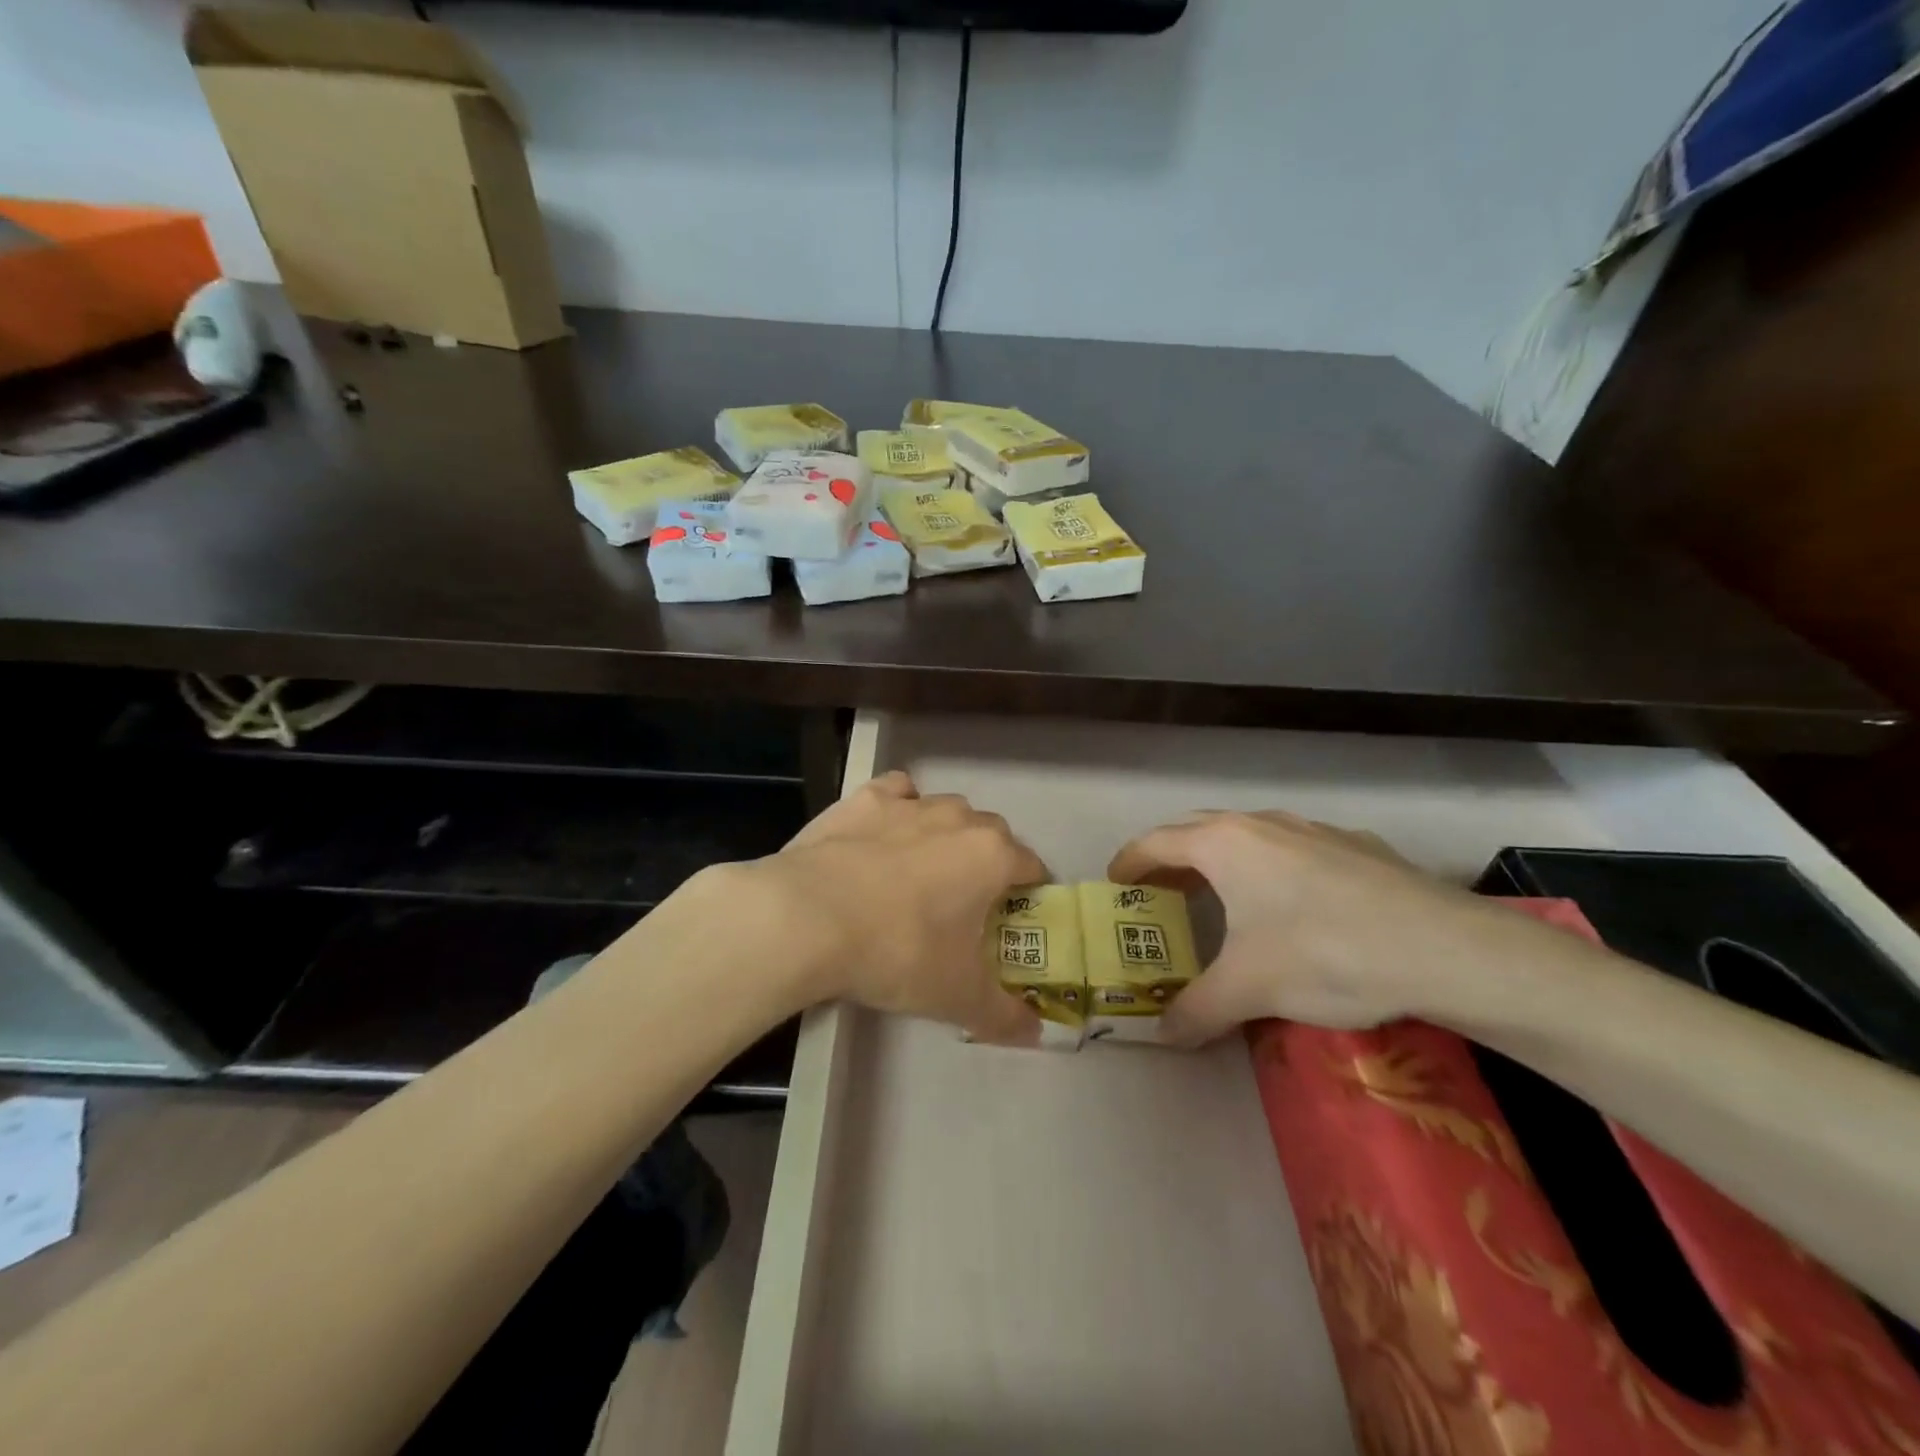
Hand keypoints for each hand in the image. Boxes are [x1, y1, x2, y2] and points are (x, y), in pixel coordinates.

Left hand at [736, 772, 1045, 1042]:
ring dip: (946, 835)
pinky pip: (898, 792)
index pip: (1032, 866)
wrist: (808, 917)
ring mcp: (910, 803)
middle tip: (965, 904)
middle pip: (992, 834)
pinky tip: (884, 834)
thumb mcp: (957, 997)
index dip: (1030, 893)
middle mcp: (958, 818)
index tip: (1014, 919)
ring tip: (919, 872)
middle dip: (988, 863)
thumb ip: (1004, 1015)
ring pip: (946, 810)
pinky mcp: (864, 798)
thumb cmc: (897, 953)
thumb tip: (1035, 1034)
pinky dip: (900, 808)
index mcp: (992, 857)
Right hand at [1108, 810, 1534, 1045]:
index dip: (1129, 862)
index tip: (1115, 885)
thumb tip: (1162, 1036)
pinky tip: (1295, 905)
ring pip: (1250, 836)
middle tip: (1161, 894)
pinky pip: (1295, 848)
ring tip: (1222, 897)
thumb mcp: (1249, 989)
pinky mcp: (1357, 845)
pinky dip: (1272, 867)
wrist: (1447, 949)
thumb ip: (1196, 1010)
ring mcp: (1314, 828)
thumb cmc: (1325, 954)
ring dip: (1223, 861)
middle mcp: (1262, 823)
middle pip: (1198, 831)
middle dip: (1172, 859)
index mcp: (1224, 844)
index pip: (1156, 842)